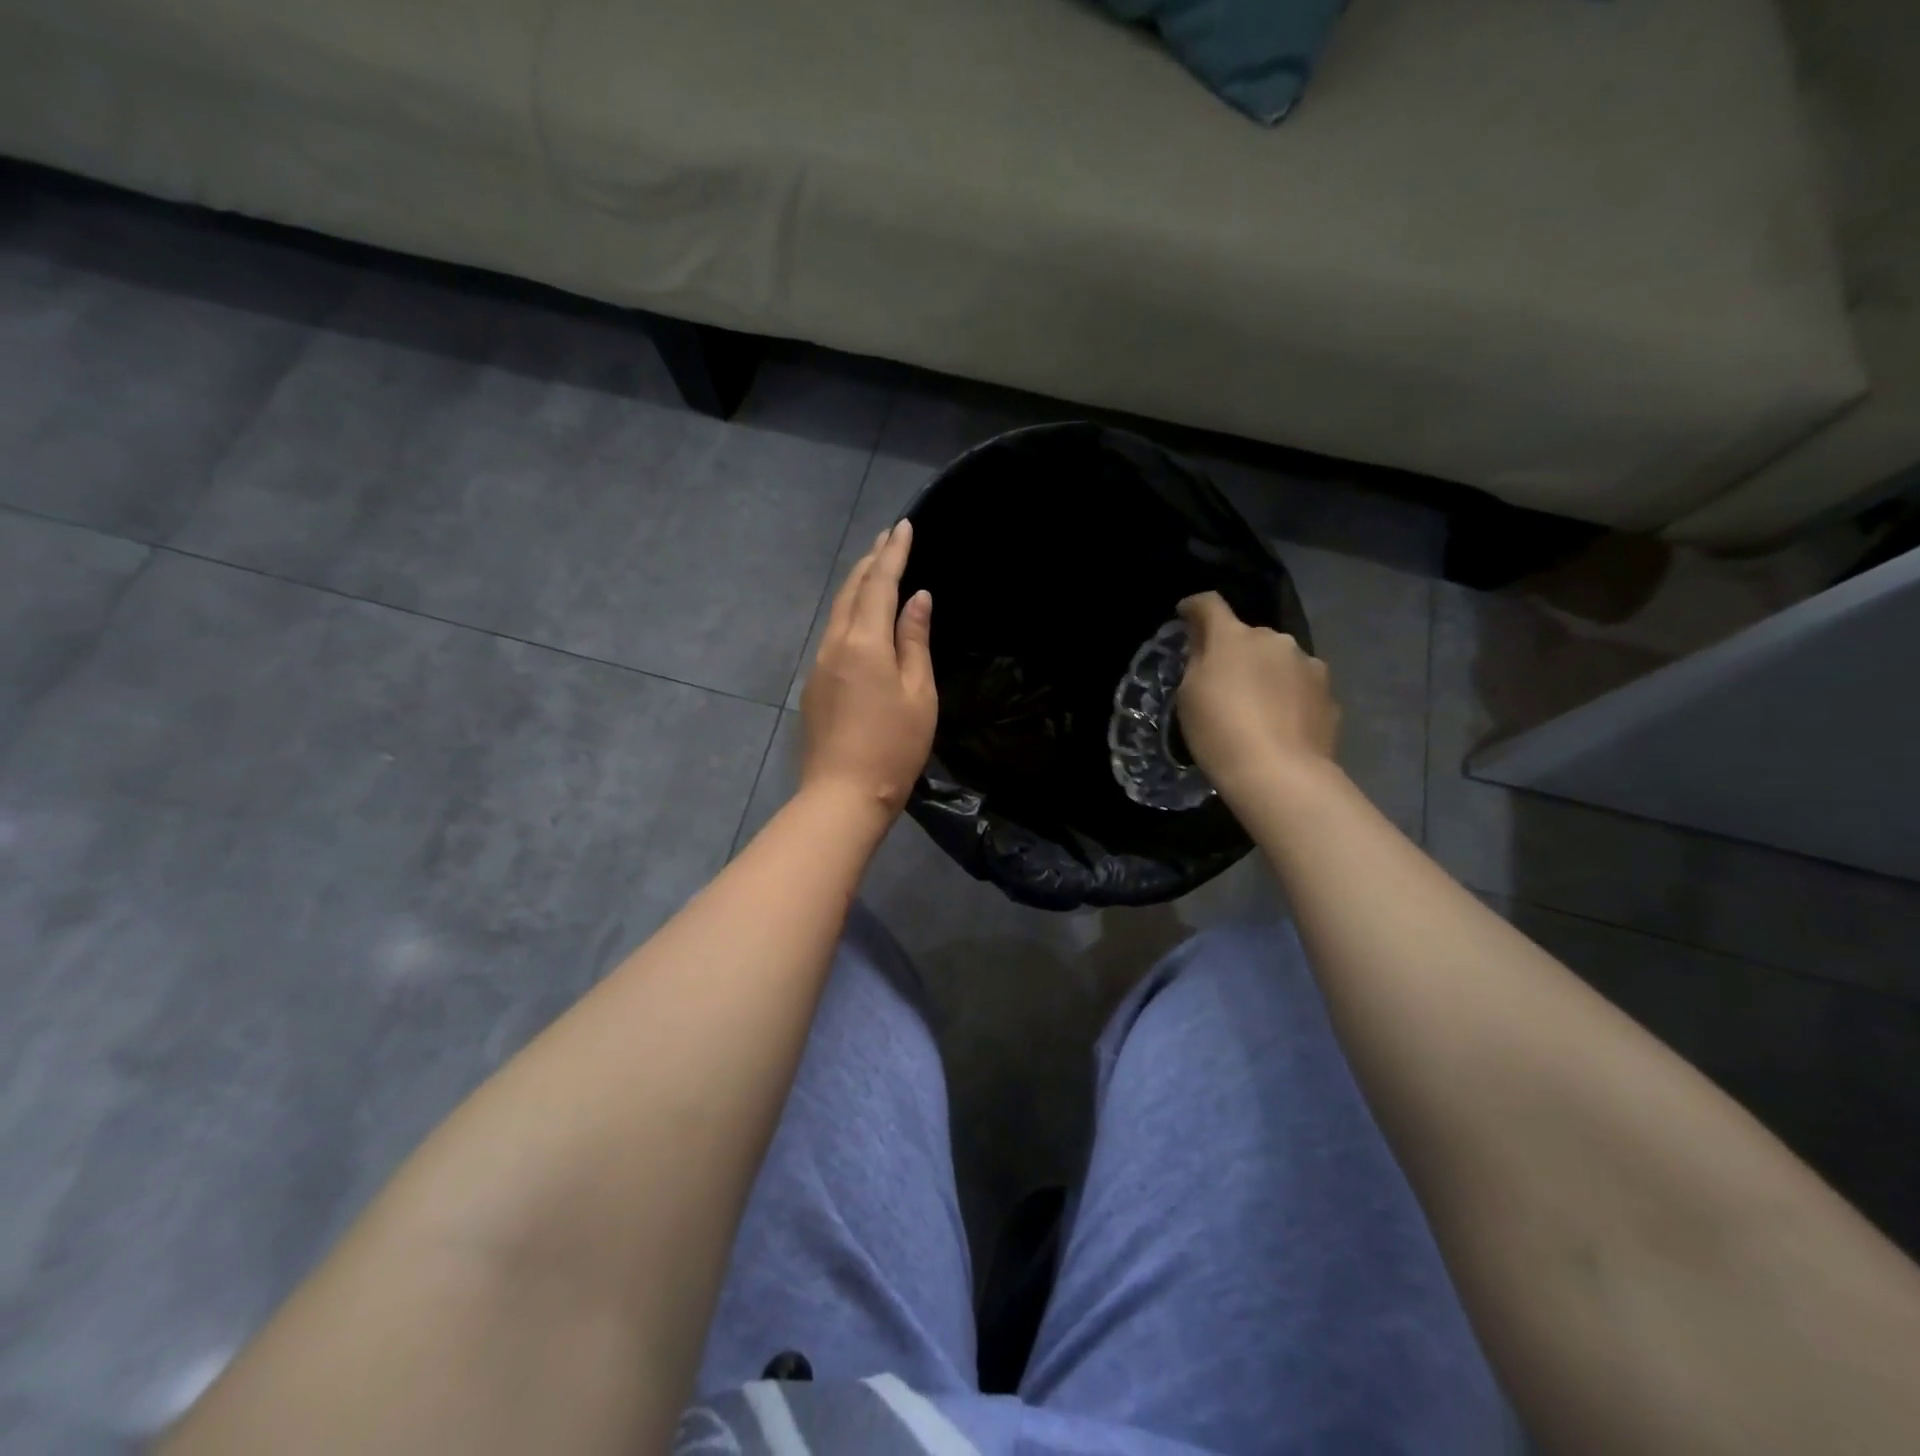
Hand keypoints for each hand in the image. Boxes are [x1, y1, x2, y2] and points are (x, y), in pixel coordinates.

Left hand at [799, 520, 937, 817]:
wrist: (842, 794)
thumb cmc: (893, 747)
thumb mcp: (918, 693)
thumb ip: (915, 641)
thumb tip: (917, 599)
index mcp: (865, 642)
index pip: (880, 584)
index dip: (893, 553)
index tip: (903, 525)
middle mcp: (835, 644)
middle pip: (852, 591)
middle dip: (871, 561)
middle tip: (889, 538)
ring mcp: (819, 664)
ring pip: (838, 611)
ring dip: (857, 585)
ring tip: (876, 568)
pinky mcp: (814, 685)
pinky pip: (833, 634)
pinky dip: (850, 612)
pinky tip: (861, 617)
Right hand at [1176, 591, 1339, 797]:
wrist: (1280, 774)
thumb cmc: (1220, 732)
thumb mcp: (1190, 696)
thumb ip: (1198, 660)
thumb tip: (1205, 641)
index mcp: (1234, 637)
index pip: (1210, 604)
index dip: (1194, 607)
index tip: (1185, 615)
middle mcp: (1275, 640)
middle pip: (1248, 636)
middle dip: (1236, 651)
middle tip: (1224, 683)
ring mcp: (1309, 665)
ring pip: (1279, 660)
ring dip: (1266, 673)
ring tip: (1258, 707)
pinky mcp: (1329, 694)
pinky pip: (1300, 686)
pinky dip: (1288, 697)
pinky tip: (1282, 724)